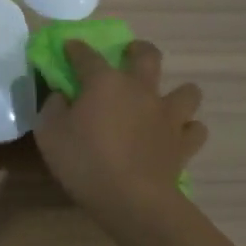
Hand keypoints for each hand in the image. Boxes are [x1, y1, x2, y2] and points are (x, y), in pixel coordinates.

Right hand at [34, 39, 207, 226]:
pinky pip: (195, 129)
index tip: (69, 47)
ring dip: (177, 92)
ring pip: (187, 91)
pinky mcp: (184, 143)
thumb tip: (61, 96)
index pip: (87, 56)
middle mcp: (141, 90)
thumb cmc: (85, 162)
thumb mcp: (49, 135)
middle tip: (129, 55)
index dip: (76, 49)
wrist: (131, 198)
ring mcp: (168, 115)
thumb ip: (53, 109)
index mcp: (105, 83)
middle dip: (138, 49)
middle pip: (148, 56)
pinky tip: (176, 136)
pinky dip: (188, 130)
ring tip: (164, 103)